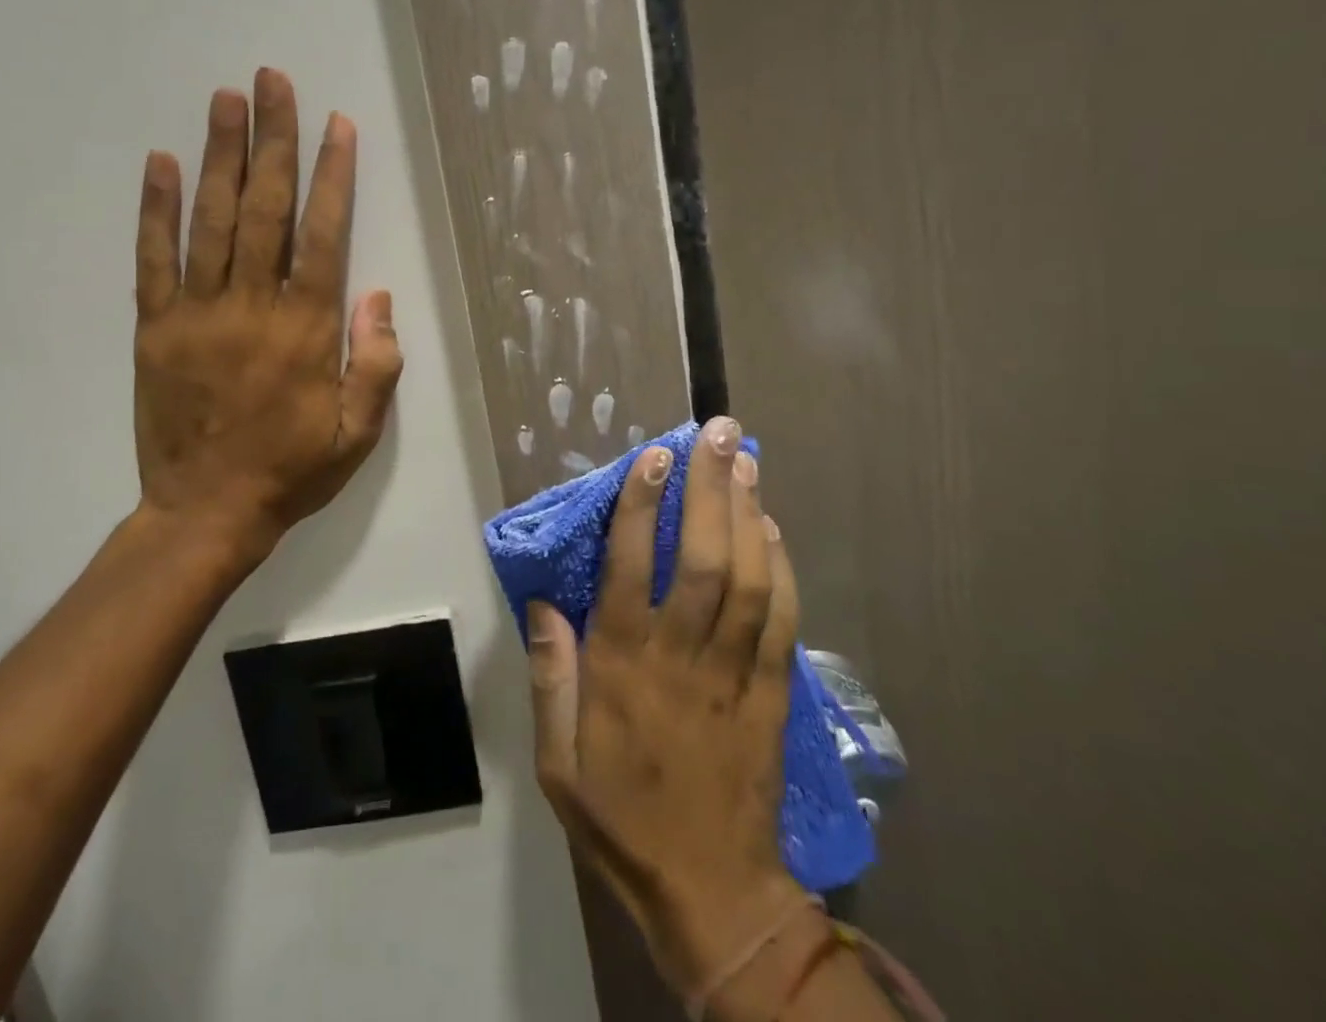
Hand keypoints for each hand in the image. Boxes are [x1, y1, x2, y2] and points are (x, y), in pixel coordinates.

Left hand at [129, 68, 403, 578]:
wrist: (207, 512)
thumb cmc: (292, 471)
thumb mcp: (359, 433)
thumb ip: (377, 363)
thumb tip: (376, 295)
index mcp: (306, 330)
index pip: (323, 236)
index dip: (333, 176)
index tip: (336, 125)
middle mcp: (252, 307)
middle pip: (265, 210)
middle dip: (273, 141)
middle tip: (272, 81)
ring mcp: (197, 313)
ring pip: (210, 221)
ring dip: (220, 156)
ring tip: (227, 100)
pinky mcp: (154, 328)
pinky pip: (153, 259)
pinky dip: (156, 209)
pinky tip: (160, 162)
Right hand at [527, 420, 810, 1008]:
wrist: (711, 892)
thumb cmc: (620, 816)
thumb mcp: (557, 758)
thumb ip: (549, 674)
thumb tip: (542, 601)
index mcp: (623, 664)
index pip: (632, 565)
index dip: (644, 504)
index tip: (653, 456)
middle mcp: (681, 655)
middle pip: (704, 557)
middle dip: (710, 488)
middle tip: (717, 433)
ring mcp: (734, 672)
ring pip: (749, 578)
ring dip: (748, 514)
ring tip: (744, 461)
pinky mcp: (771, 693)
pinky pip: (782, 620)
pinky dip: (782, 569)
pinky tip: (773, 529)